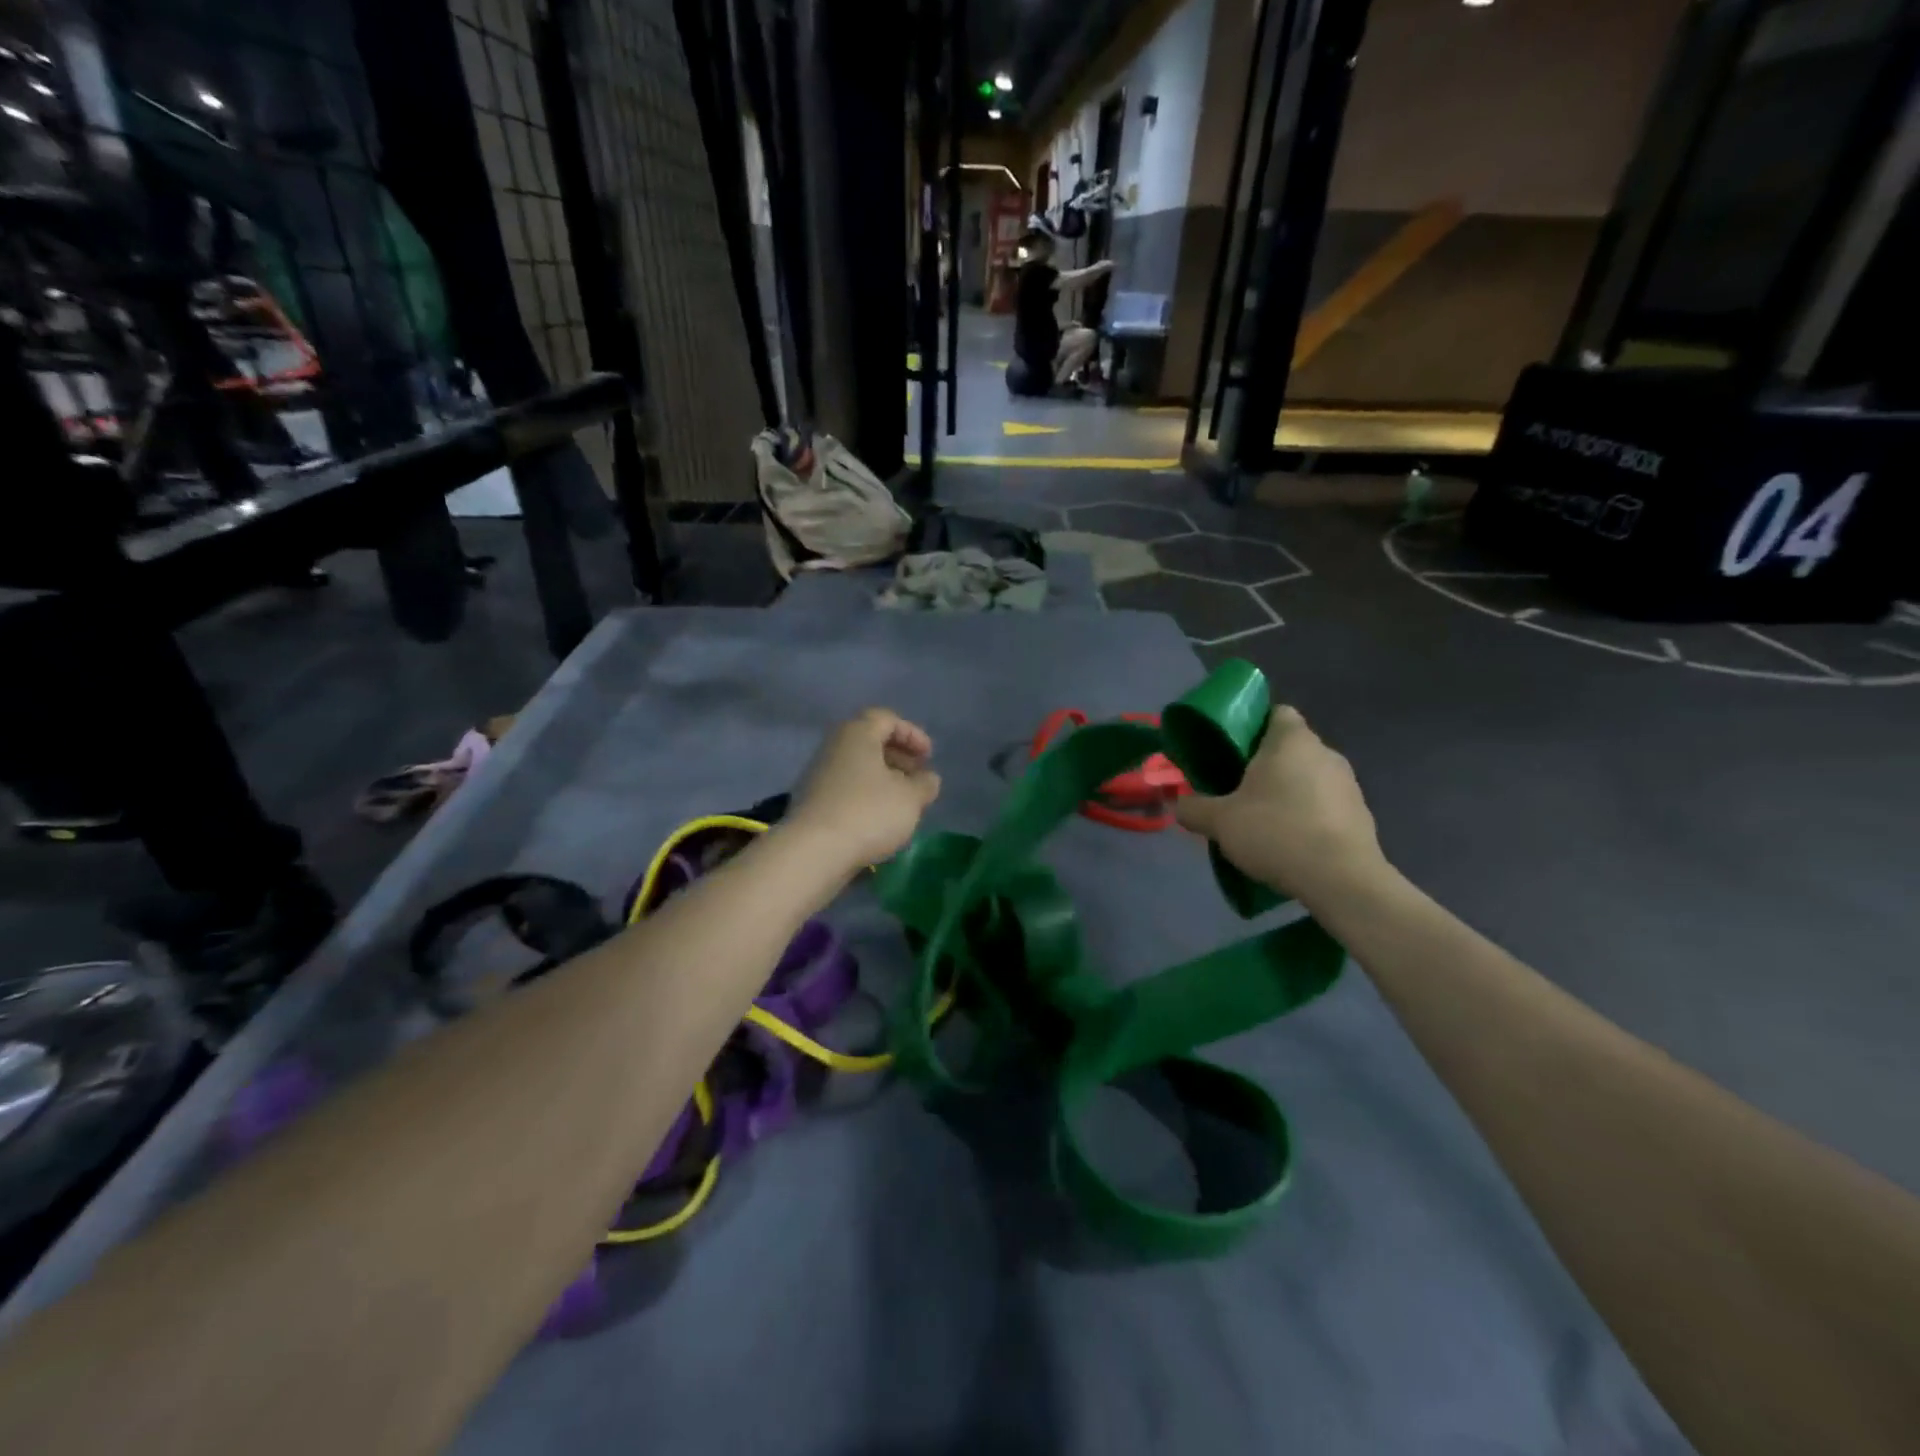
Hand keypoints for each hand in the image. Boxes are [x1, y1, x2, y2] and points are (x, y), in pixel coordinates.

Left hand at [788, 709, 940, 869]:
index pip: (886, 719)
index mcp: (857, 734)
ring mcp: (818, 775)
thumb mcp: (911, 798)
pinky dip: (866, 796)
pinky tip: (880, 820)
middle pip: (870, 742)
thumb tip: (927, 778)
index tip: (928, 757)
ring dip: (883, 780)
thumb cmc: (869, 813)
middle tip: (917, 778)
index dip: (912, 734)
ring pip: (857, 768)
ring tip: (903, 803)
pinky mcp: (812, 802)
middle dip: (898, 757)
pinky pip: (846, 789)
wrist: (813, 851)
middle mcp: (834, 747)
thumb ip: (925, 784)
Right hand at [1175, 706, 1386, 907]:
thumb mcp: (1219, 821)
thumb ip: (1193, 808)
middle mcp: (1325, 753)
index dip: (1253, 727)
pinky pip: (1325, 806)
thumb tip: (1178, 803)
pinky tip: (1291, 844)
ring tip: (1264, 822)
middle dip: (1266, 766)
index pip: (1276, 713)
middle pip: (1290, 748)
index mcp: (1291, 740)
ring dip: (1288, 793)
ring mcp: (1349, 784)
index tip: (1232, 752)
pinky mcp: (1362, 815)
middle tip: (1238, 791)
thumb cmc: (1276, 832)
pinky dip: (1308, 817)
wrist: (1341, 880)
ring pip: (1309, 778)